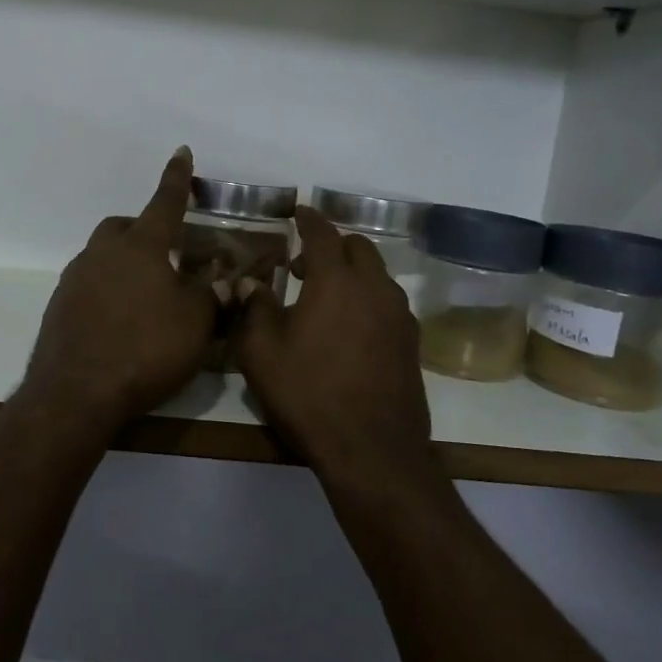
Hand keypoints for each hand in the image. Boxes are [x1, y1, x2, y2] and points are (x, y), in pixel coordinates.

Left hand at [19, 147, 217, 429]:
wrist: (76, 393)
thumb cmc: (146, 349)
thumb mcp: (195, 323)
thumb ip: (213, 297)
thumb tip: (225, 283)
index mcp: (141, 248)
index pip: (164, 203)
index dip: (176, 179)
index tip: (181, 152)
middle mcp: (102, 254)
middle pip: (123, 227)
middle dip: (144, 229)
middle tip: (166, 253)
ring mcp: (75, 280)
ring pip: (101, 256)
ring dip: (123, 262)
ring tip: (145, 292)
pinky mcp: (59, 308)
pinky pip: (88, 285)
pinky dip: (106, 290)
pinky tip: (120, 319)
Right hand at [234, 208, 439, 500]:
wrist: (371, 449)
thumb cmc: (308, 394)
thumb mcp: (261, 352)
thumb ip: (254, 308)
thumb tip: (249, 283)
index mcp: (336, 281)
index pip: (322, 233)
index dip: (308, 219)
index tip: (298, 211)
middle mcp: (374, 288)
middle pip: (357, 247)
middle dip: (331, 245)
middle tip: (301, 266)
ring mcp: (399, 315)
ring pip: (377, 274)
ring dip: (351, 272)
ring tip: (325, 296)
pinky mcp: (411, 342)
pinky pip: (388, 302)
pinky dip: (368, 298)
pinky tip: (350, 327)